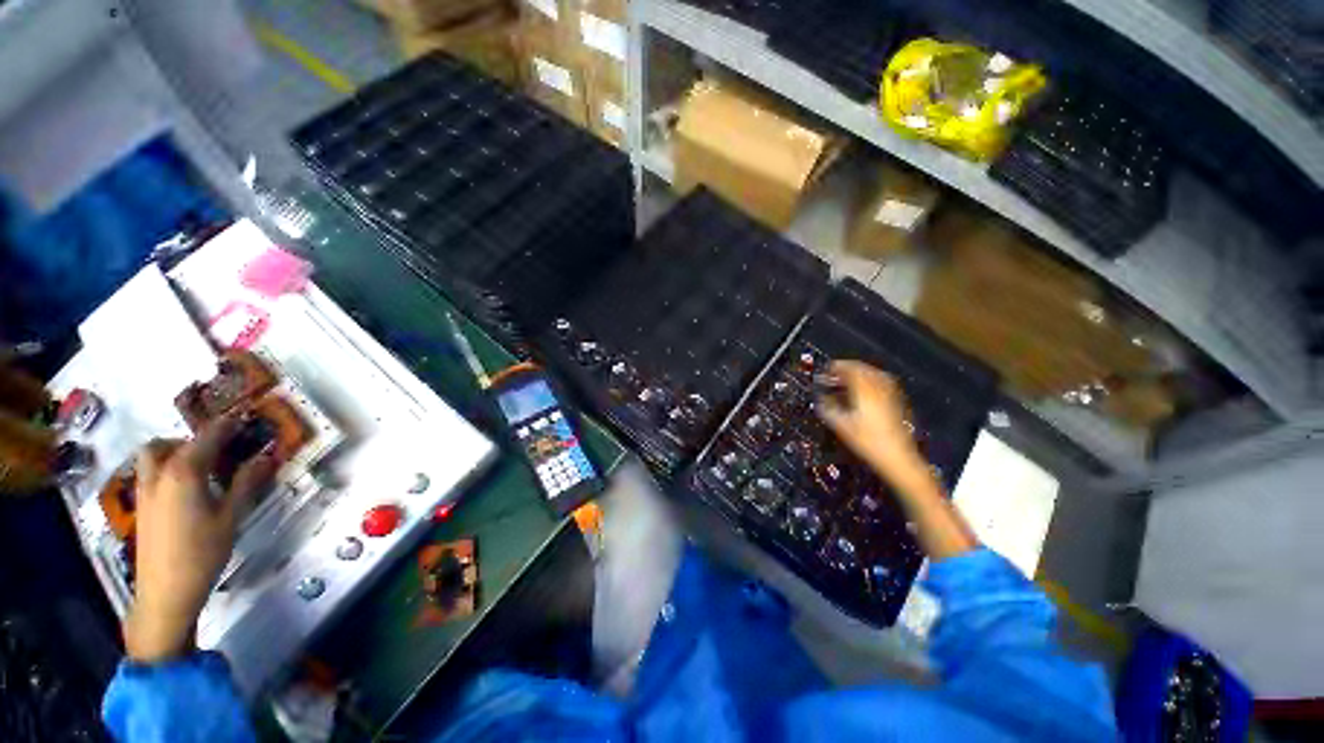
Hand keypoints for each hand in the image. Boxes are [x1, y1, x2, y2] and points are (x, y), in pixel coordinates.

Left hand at [123, 414, 277, 663]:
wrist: (166, 592)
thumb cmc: (203, 551)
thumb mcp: (232, 517)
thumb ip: (246, 483)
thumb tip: (266, 456)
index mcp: (183, 472)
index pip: (206, 438)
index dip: (226, 426)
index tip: (243, 418)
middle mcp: (159, 475)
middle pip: (166, 443)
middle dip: (191, 440)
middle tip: (218, 450)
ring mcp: (144, 492)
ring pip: (150, 458)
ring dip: (171, 452)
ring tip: (199, 468)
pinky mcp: (141, 507)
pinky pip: (149, 474)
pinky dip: (166, 470)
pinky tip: (187, 491)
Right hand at [816, 361, 929, 490]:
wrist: (898, 457)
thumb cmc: (867, 441)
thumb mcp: (840, 426)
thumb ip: (827, 408)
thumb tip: (820, 398)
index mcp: (863, 389)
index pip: (849, 368)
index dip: (836, 367)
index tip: (826, 370)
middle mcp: (878, 386)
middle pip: (862, 368)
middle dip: (847, 369)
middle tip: (834, 375)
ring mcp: (890, 393)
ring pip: (873, 373)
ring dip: (859, 373)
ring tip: (847, 380)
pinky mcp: (897, 401)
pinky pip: (882, 382)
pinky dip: (870, 380)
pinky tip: (864, 389)